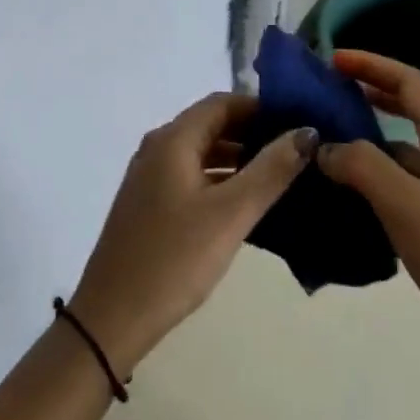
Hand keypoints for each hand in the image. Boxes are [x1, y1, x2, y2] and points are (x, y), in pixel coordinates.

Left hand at [69, 94, 314, 376]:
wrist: (113, 316)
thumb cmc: (174, 258)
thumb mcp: (230, 213)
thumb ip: (271, 170)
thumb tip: (306, 131)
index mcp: (172, 140)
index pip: (222, 103)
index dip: (261, 107)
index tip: (299, 122)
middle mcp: (157, 149)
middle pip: (211, 126)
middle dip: (253, 133)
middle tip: (299, 150)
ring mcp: (150, 178)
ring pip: (202, 154)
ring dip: (239, 159)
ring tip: (283, 176)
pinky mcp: (150, 205)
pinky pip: (192, 178)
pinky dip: (221, 181)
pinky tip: (248, 203)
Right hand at [315, 50, 419, 387]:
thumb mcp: (404, 203)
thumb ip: (360, 165)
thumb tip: (324, 147)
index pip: (412, 83)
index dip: (372, 65)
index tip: (332, 60)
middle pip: (409, 111)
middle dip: (368, 97)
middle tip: (324, 98)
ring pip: (402, 153)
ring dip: (366, 143)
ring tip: (321, 149)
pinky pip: (402, 187)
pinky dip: (373, 182)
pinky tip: (344, 199)